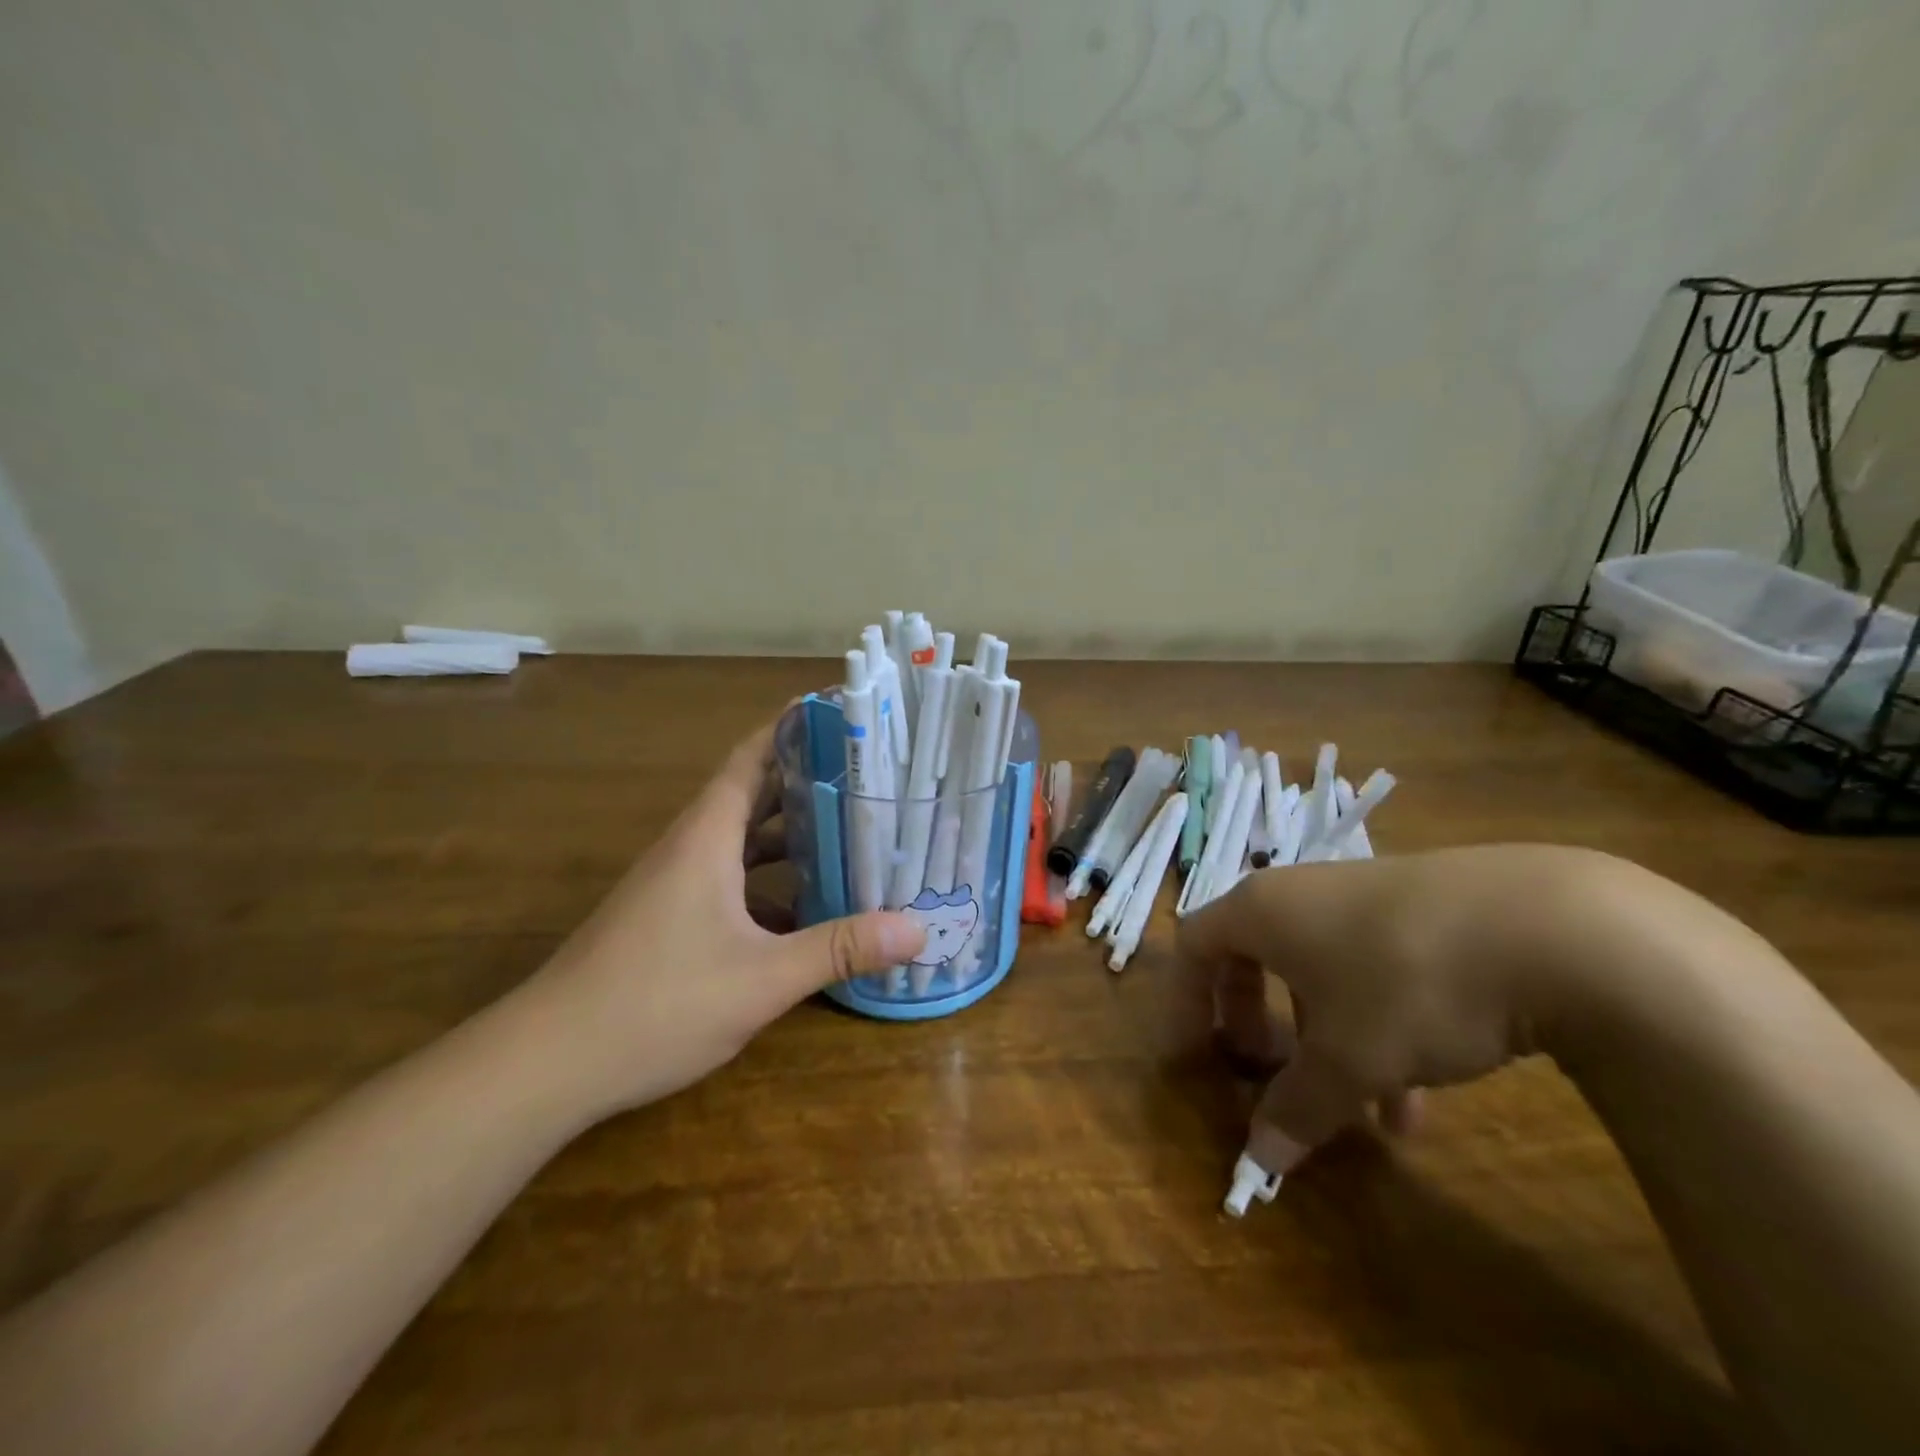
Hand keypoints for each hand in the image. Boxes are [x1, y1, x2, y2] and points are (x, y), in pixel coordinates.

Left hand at [517, 718, 926, 1120]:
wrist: (545, 1064)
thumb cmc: (656, 1003)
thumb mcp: (762, 977)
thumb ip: (839, 949)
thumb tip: (917, 929)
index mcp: (707, 837)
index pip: (752, 757)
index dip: (792, 728)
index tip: (840, 715)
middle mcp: (691, 848)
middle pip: (755, 795)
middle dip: (810, 782)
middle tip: (870, 777)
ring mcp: (676, 885)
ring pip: (743, 842)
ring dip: (792, 835)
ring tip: (853, 834)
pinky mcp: (669, 919)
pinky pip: (731, 881)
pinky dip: (770, 882)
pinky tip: (807, 910)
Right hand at [1175, 845, 1608, 1171]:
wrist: (1552, 927)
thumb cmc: (1406, 984)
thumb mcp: (1348, 1060)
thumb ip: (1296, 1107)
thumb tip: (1258, 1159)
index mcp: (1262, 911)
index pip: (1194, 945)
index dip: (1184, 1000)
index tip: (1192, 1054)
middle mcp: (1303, 894)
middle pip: (1253, 954)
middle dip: (1253, 1017)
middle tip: (1265, 1069)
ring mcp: (1366, 897)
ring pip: (1321, 970)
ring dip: (1325, 1038)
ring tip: (1361, 1112)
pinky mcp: (1424, 911)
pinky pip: (1374, 970)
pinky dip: (1378, 1027)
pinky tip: (1421, 1095)